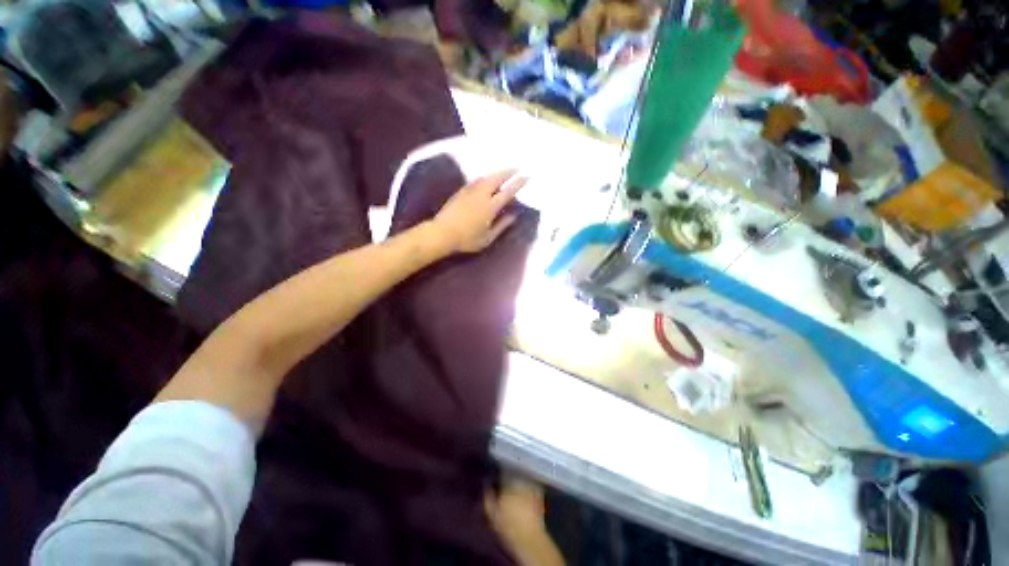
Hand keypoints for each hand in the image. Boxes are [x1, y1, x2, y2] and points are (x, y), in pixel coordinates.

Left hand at [432, 169, 526, 253]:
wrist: (441, 233)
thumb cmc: (467, 239)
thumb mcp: (488, 238)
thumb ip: (502, 225)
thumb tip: (513, 215)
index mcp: (490, 207)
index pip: (508, 191)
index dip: (518, 183)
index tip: (527, 176)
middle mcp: (481, 195)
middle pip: (496, 178)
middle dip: (508, 171)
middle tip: (516, 168)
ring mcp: (469, 191)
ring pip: (485, 177)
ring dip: (496, 173)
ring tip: (503, 172)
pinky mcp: (460, 192)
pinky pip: (476, 181)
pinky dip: (484, 178)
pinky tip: (485, 180)